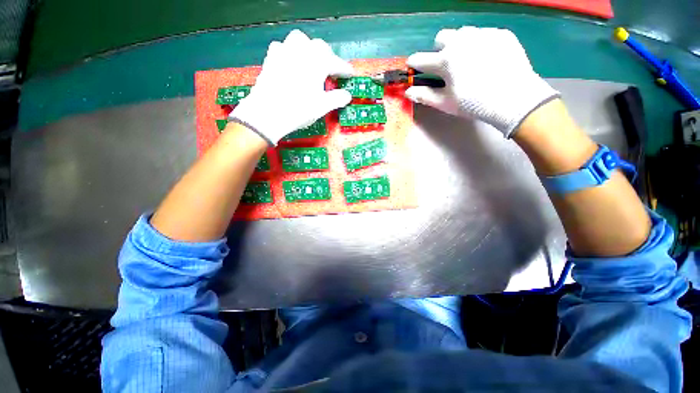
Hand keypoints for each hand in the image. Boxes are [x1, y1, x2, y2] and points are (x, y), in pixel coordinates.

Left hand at [230, 30, 353, 144]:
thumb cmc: (299, 110)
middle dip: (328, 57)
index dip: (345, 69)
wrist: (268, 113)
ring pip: (300, 40)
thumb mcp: (322, 107)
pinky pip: (283, 47)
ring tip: (311, 63)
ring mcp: (284, 51)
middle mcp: (302, 51)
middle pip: (319, 47)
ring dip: (309, 49)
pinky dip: (290, 53)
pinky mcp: (271, 58)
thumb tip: (347, 95)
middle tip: (331, 71)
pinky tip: (291, 64)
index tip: (350, 74)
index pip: (336, 63)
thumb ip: (337, 99)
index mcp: (317, 62)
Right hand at [405, 27, 558, 137]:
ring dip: (459, 44)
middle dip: (439, 49)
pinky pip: (484, 34)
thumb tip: (408, 92)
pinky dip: (480, 45)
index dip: (414, 63)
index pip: (421, 59)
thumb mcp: (445, 103)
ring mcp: (483, 35)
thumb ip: (424, 96)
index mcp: (445, 61)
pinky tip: (487, 60)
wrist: (513, 98)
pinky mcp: (501, 34)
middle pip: (441, 37)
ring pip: (463, 33)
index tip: (412, 65)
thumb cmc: (473, 103)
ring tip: (467, 61)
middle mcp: (461, 42)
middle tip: (446, 64)